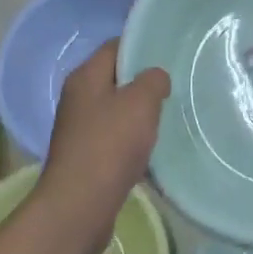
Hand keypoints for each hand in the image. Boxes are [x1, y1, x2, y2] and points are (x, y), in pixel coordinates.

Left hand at [33, 41, 170, 253]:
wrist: (79, 207)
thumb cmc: (109, 145)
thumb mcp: (141, 102)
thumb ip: (153, 80)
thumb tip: (156, 78)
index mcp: (86, 77)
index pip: (115, 46)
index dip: (142, 46)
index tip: (169, 53)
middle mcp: (78, 98)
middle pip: (116, 78)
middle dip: (144, 82)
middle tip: (174, 86)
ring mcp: (79, 129)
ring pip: (116, 110)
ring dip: (139, 114)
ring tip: (167, 117)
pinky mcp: (85, 156)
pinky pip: (114, 138)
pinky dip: (132, 141)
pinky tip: (152, 149)